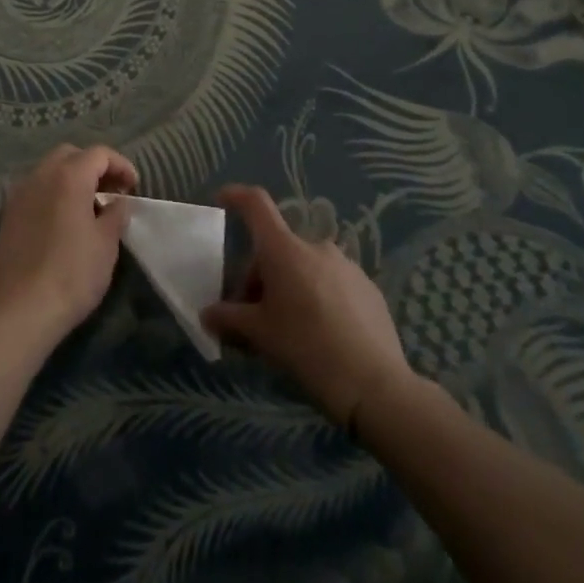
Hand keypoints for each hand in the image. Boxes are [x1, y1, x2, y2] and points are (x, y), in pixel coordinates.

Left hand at [0, 144, 136, 348]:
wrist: (22, 311)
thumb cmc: (72, 274)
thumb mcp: (106, 244)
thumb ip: (115, 214)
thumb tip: (118, 202)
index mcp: (68, 177)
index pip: (98, 154)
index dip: (121, 165)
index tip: (134, 187)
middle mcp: (40, 176)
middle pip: (70, 155)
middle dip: (93, 166)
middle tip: (111, 191)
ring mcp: (19, 195)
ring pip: (49, 171)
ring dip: (71, 179)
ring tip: (89, 207)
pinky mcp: (8, 216)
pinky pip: (35, 191)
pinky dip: (53, 194)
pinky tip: (63, 222)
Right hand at [201, 185, 410, 429]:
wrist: (376, 386)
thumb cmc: (307, 349)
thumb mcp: (260, 335)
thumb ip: (229, 319)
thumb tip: (207, 314)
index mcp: (284, 249)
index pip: (256, 204)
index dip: (237, 196)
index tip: (223, 199)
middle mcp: (316, 246)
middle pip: (277, 248)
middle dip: (261, 276)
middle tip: (254, 315)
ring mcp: (346, 265)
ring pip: (305, 267)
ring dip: (290, 287)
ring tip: (289, 330)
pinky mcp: (368, 288)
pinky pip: (332, 283)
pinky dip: (318, 298)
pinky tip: (322, 336)